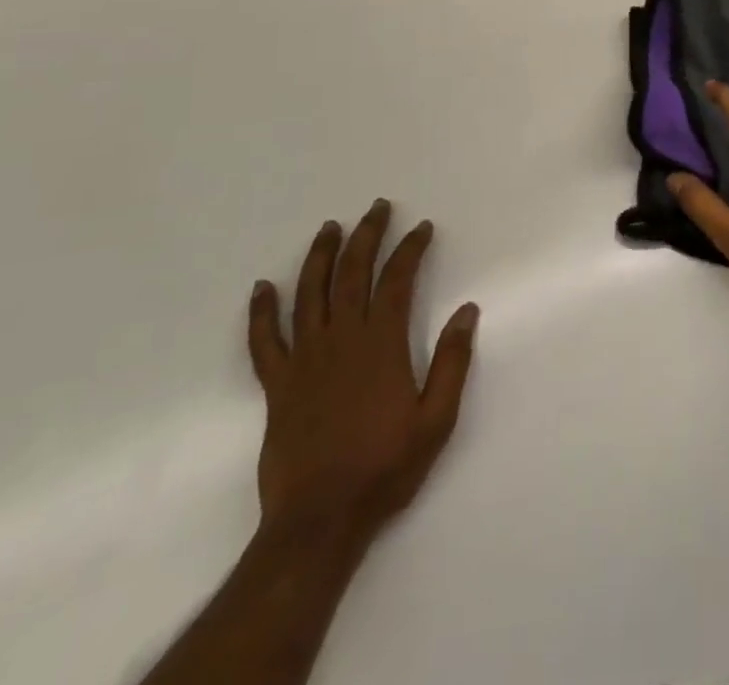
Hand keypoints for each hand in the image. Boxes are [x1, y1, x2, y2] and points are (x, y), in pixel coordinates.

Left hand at [247, 203, 478, 549]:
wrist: (319, 521)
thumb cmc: (385, 468)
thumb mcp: (436, 420)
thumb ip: (453, 362)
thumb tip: (467, 309)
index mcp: (382, 345)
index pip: (397, 281)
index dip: (410, 249)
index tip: (422, 228)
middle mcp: (342, 340)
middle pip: (353, 274)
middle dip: (368, 235)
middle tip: (378, 208)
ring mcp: (304, 360)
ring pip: (310, 294)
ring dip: (321, 256)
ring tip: (329, 227)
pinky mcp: (277, 384)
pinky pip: (264, 340)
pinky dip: (261, 312)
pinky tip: (262, 287)